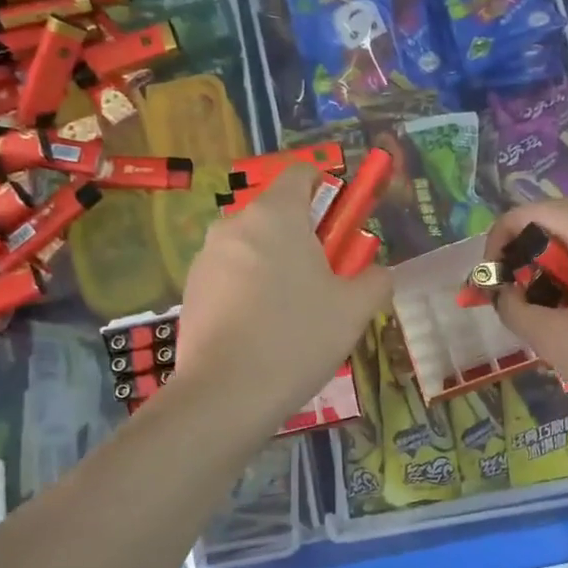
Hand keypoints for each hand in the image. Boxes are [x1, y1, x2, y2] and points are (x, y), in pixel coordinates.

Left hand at [175, 166, 392, 429]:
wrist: (226, 393)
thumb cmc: (298, 337)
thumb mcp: (354, 310)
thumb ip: (375, 280)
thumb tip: (377, 273)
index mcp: (276, 215)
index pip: (301, 174)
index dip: (327, 191)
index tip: (340, 228)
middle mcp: (235, 225)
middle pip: (277, 216)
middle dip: (303, 240)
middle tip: (324, 284)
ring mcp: (206, 258)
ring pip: (253, 249)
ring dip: (275, 267)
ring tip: (292, 317)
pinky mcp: (190, 291)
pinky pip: (230, 277)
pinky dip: (249, 292)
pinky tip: (261, 333)